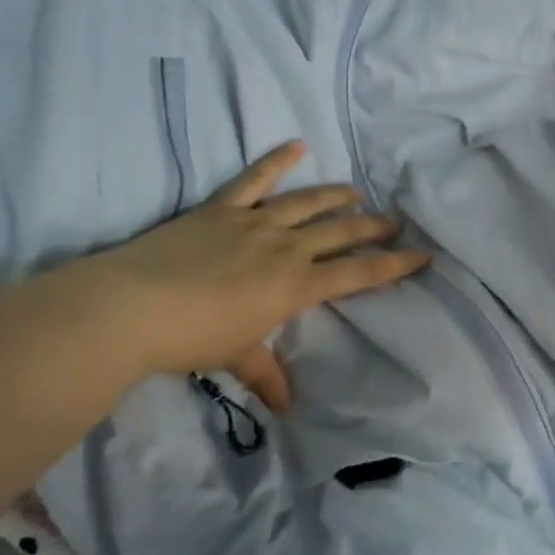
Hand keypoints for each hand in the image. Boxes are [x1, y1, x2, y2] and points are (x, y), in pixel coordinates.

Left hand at [62, 142, 428, 408]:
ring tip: (356, 195)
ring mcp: (255, 222)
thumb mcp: (237, 357)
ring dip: (337, 197)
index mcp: (296, 285)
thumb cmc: (191, 338)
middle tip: (394, 224)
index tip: (422, 256)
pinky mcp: (222, 208)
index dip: (394, 265)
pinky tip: (297, 145)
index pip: (358, 274)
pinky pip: (255, 178)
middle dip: (373, 228)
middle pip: (342, 232)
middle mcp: (286, 247)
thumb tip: (288, 409)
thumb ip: (267, 375)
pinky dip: (277, 160)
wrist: (131, 307)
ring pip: (308, 202)